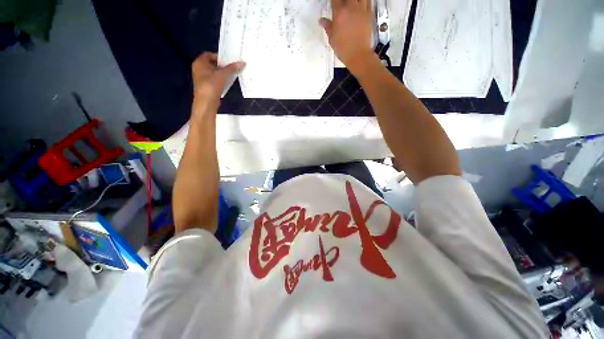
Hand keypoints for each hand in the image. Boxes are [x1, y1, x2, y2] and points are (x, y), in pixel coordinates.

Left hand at [191, 52, 244, 105]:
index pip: (209, 54)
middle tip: (232, 68)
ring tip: (231, 76)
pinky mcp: (206, 86)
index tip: (229, 61)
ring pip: (213, 73)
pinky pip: (214, 80)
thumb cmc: (212, 85)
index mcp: (199, 62)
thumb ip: (232, 68)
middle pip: (212, 64)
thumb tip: (242, 63)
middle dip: (222, 66)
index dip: (219, 57)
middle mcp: (198, 68)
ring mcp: (201, 78)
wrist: (206, 102)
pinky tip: (227, 83)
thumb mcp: (223, 74)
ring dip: (222, 74)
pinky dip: (220, 80)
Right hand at [319, 0, 375, 73]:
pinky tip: (361, 4)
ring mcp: (361, 10)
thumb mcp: (332, 39)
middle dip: (342, 0)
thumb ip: (327, 27)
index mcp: (339, 12)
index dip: (333, 1)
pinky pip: (368, 1)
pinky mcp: (369, 14)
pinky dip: (364, 1)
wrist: (358, 55)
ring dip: (354, 0)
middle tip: (341, 5)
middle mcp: (351, 7)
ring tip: (351, 4)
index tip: (332, 4)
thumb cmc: (343, 49)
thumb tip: (322, 21)